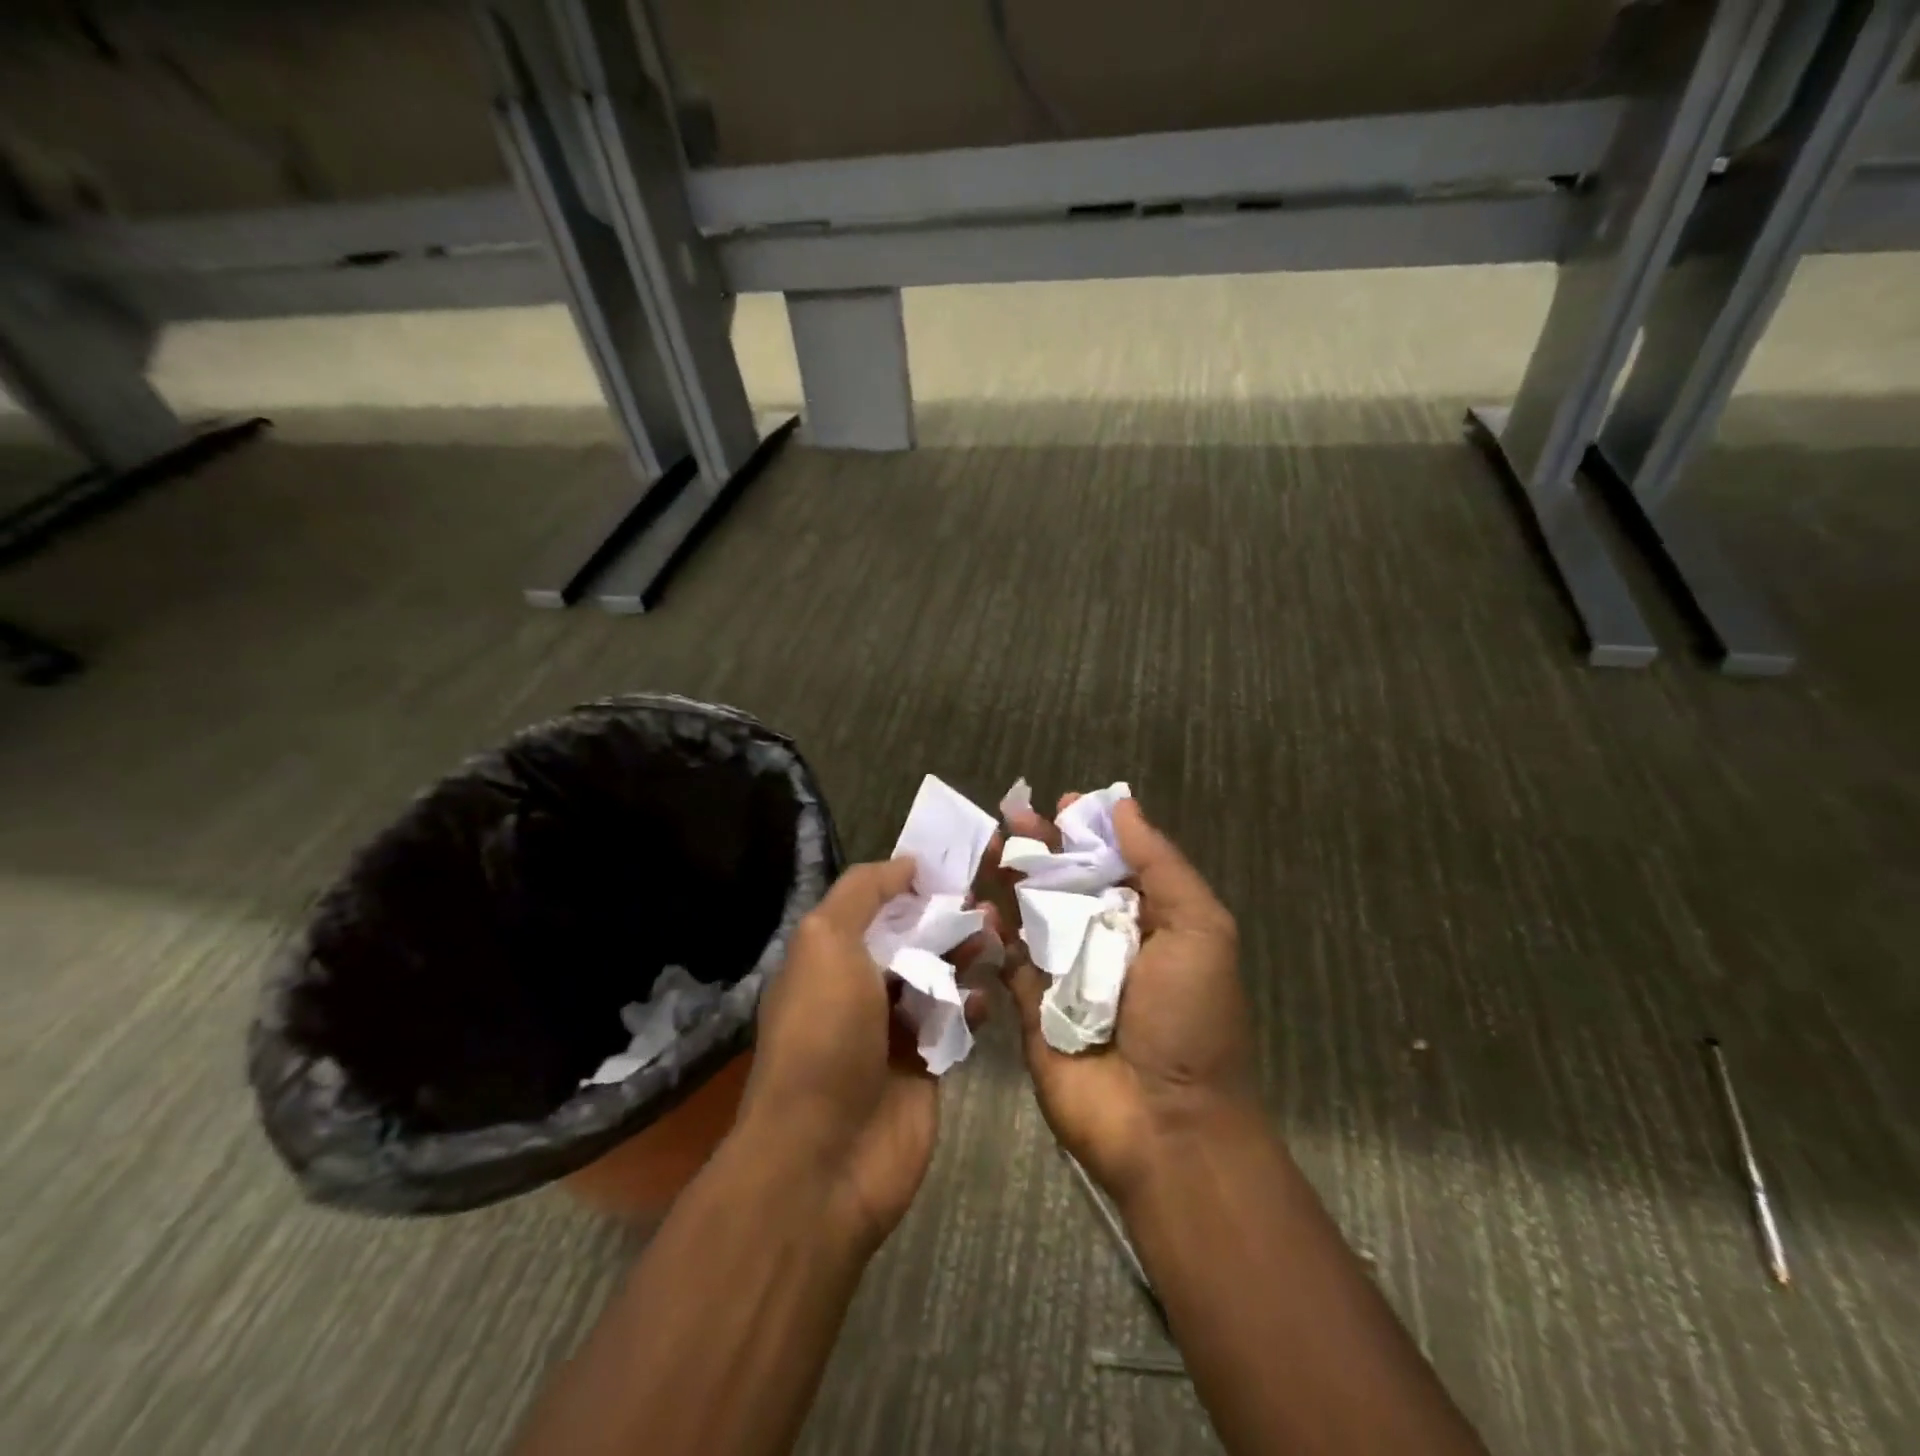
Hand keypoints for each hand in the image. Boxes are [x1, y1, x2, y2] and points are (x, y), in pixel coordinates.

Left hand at [736, 858, 989, 1253]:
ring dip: (964, 955)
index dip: (911, 882)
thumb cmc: (823, 1035)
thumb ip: (863, 893)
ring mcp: (892, 1030)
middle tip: (986, 904)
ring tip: (994, 940)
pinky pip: (954, 1024)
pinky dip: (971, 1007)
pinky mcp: (925, 1066)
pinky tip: (984, 998)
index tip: (954, 864)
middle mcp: (858, 989)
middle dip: (946, 917)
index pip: (874, 905)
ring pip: (937, 977)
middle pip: (911, 939)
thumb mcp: (826, 943)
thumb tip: (906, 863)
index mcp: (829, 957)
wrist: (824, 1156)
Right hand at [998, 794, 1256, 1205]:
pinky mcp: (1029, 1006)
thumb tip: (1123, 804)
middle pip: (1067, 881)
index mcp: (1150, 920)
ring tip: (990, 846)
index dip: (1087, 830)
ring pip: (1032, 914)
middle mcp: (1106, 941)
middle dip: (1041, 847)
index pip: (1113, 861)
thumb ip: (1160, 865)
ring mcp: (1065, 974)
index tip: (1059, 804)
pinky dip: (992, 932)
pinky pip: (1006, 960)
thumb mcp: (1200, 930)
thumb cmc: (1189, 1019)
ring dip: (1011, 879)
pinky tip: (978, 904)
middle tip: (1012, 816)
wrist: (1165, 1125)